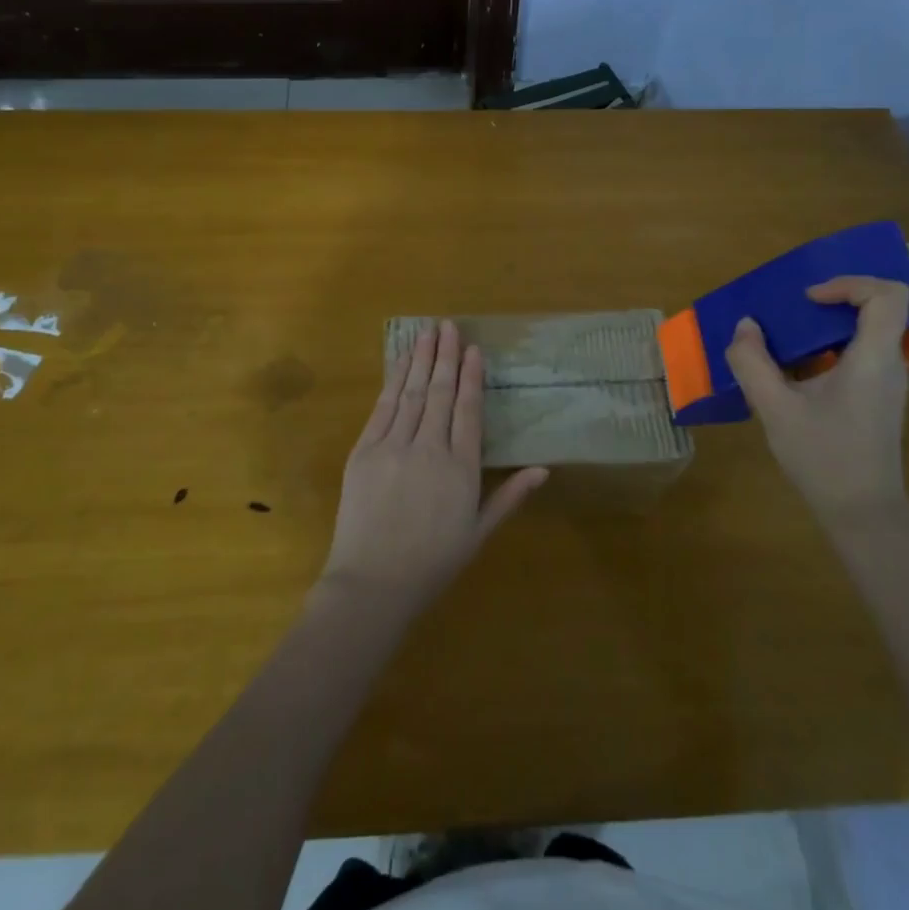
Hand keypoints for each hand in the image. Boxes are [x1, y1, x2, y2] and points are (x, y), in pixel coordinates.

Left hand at [320, 320, 546, 615]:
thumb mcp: (479, 532)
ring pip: (411, 393)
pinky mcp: (364, 451)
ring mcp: (393, 446)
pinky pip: (382, 408)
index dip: (471, 377)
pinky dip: (392, 381)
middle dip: (445, 356)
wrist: (373, 583)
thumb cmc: (433, 562)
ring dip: (419, 359)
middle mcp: (429, 449)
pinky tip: (399, 362)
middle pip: (439, 393)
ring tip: (426, 332)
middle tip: (448, 326)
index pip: (468, 410)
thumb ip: (510, 495)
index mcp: (461, 468)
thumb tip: (544, 468)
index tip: (473, 349)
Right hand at [725, 276, 908, 514]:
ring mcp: (887, 382)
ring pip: (867, 331)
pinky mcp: (877, 398)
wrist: (862, 513)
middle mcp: (888, 363)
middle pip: (878, 308)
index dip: (849, 283)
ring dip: (827, 325)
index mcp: (873, 358)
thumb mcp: (776, 409)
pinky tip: (795, 370)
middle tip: (791, 310)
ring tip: (785, 336)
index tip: (808, 300)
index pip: (887, 295)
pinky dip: (828, 347)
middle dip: (832, 300)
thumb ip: (754, 364)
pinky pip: (859, 354)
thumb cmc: (823, 457)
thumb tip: (745, 327)